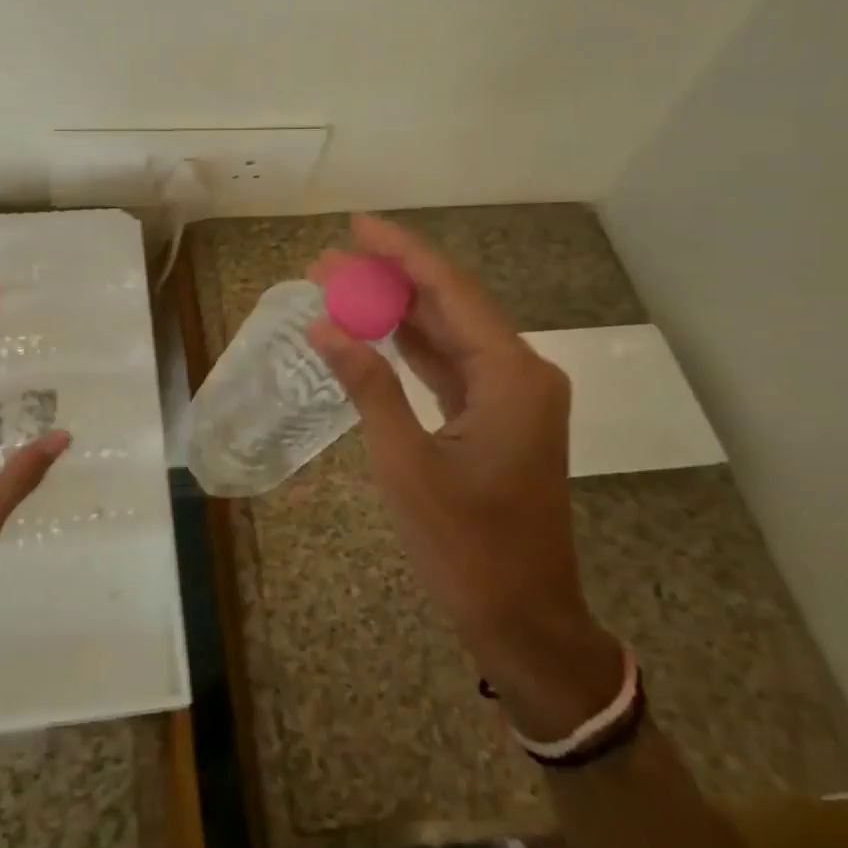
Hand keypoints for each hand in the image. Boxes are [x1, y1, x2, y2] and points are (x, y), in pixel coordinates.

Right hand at [307, 215, 621, 739]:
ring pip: (448, 333)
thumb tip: (323, 327)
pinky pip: (449, 365)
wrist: (523, 621)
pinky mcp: (496, 417)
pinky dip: (410, 347)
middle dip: (389, 279)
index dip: (402, 252)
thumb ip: (369, 386)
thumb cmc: (467, 548)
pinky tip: (373, 330)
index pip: (450, 290)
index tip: (358, 226)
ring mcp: (510, 395)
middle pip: (449, 305)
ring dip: (396, 311)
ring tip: (339, 286)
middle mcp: (519, 372)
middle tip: (329, 262)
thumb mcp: (406, 463)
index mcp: (511, 375)